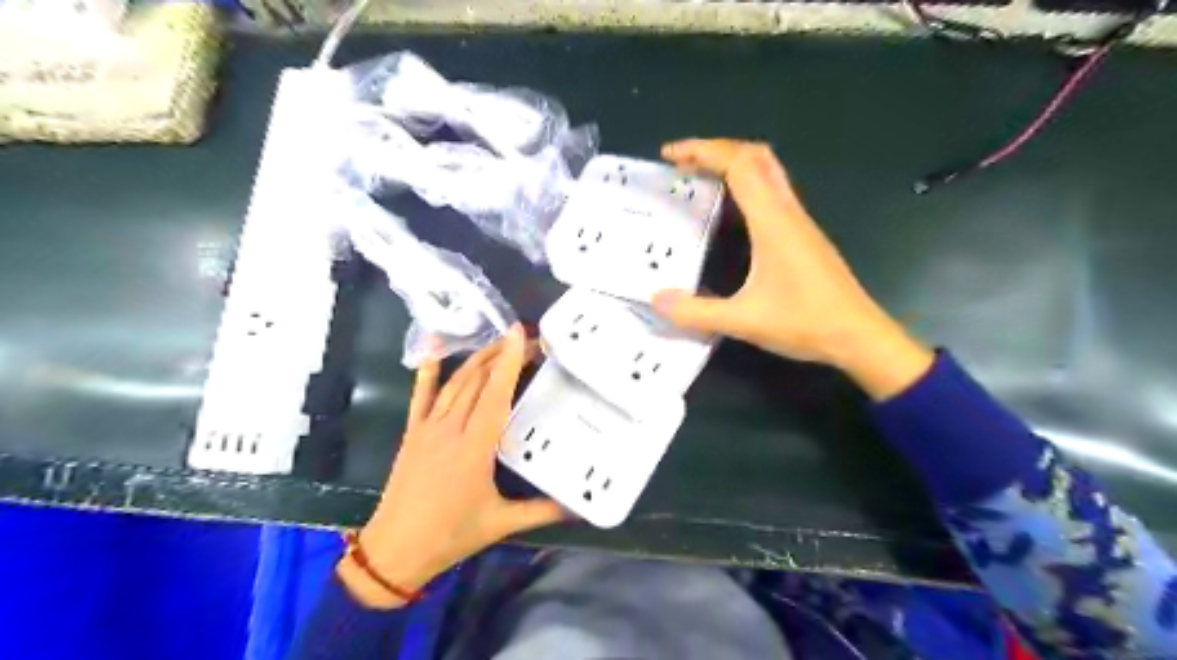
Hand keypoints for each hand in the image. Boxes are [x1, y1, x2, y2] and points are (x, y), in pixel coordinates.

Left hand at [337, 328, 561, 611]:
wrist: (394, 550)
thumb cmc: (450, 535)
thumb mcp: (501, 524)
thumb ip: (543, 511)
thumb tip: (580, 507)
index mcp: (475, 447)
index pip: (495, 395)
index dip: (508, 362)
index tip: (519, 336)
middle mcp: (451, 429)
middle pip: (476, 381)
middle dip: (500, 355)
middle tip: (523, 340)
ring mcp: (428, 429)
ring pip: (454, 383)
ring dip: (475, 359)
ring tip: (496, 342)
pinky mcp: (412, 434)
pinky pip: (421, 397)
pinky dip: (428, 373)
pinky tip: (434, 351)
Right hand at [647, 138, 933, 399]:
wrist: (859, 336)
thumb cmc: (805, 322)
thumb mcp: (743, 321)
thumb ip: (696, 312)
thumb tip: (655, 300)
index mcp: (772, 221)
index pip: (738, 165)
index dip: (702, 151)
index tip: (670, 155)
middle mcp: (788, 212)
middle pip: (756, 156)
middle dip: (717, 150)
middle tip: (683, 163)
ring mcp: (799, 222)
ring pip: (768, 172)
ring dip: (734, 164)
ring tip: (701, 179)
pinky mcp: (804, 236)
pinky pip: (773, 192)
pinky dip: (747, 185)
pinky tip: (731, 212)